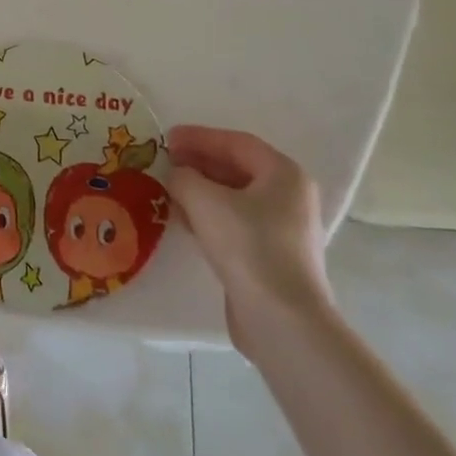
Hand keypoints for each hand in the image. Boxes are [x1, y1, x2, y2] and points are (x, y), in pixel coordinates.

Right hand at [167, 126, 332, 353]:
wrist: (281, 319)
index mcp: (284, 174)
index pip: (236, 143)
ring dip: (200, 190)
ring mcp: (283, 229)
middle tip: (165, 162)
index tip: (167, 138)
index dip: (199, 137)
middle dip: (198, 163)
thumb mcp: (204, 201)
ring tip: (168, 189)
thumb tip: (175, 175)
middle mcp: (289, 197)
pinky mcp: (271, 257)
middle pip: (237, 169)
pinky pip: (235, 223)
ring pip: (235, 198)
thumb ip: (183, 178)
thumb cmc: (248, 246)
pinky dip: (209, 215)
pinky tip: (184, 220)